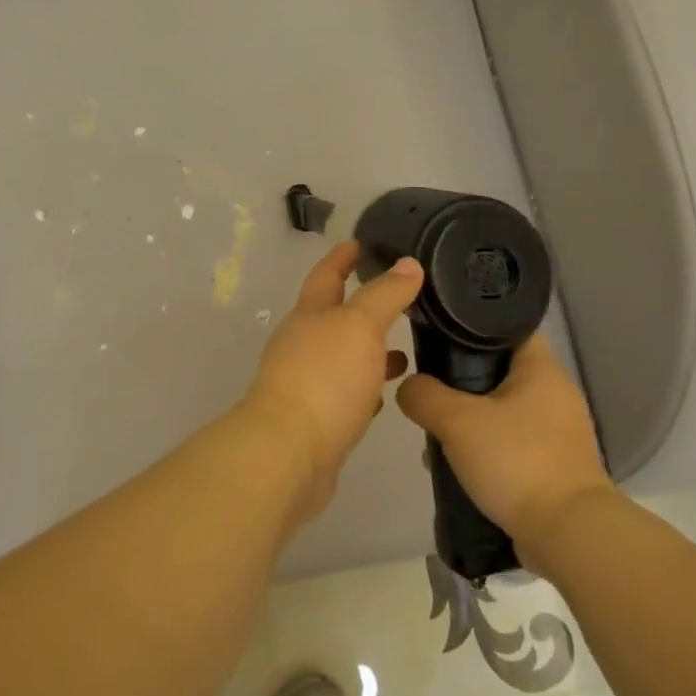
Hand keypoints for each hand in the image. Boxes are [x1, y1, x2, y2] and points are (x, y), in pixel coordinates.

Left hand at [239, 241, 424, 520]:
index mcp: (309, 314)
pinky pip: (344, 393)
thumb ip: (385, 295)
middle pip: (333, 316)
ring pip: (342, 357)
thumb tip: (407, 263)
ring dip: (367, 350)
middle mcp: (302, 343)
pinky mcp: (315, 419)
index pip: (326, 275)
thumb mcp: (360, 326)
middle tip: (397, 298)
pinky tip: (384, 395)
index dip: (342, 257)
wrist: (288, 453)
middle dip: (361, 305)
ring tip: (404, 350)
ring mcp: (305, 382)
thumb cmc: (324, 378)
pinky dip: (364, 387)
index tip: (359, 243)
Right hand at [396, 336, 610, 554]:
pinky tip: (459, 467)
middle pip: (499, 371)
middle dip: (461, 382)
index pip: (507, 326)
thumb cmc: (516, 461)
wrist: (567, 535)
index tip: (438, 334)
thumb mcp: (457, 421)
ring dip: (470, 421)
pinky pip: (511, 445)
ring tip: (438, 435)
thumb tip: (409, 388)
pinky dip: (486, 450)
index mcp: (542, 369)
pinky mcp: (554, 466)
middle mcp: (555, 394)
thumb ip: (424, 395)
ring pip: (502, 411)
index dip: (472, 325)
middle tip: (430, 391)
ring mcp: (558, 433)